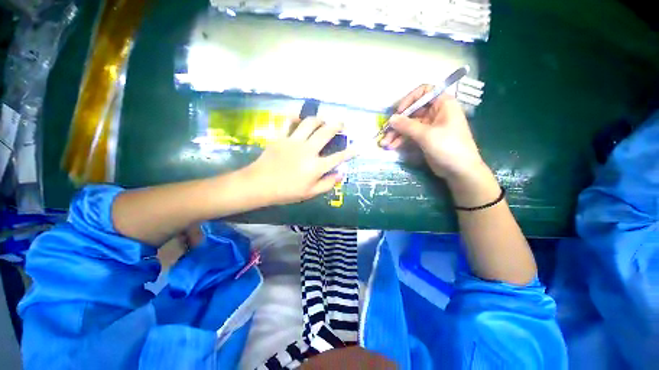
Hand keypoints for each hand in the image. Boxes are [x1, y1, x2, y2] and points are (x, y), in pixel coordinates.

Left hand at [244, 117, 354, 205]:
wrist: (260, 185)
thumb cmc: (286, 192)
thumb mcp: (309, 193)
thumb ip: (327, 184)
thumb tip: (340, 174)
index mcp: (316, 166)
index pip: (338, 157)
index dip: (350, 152)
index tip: (358, 147)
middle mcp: (308, 150)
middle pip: (326, 133)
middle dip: (337, 126)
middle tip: (341, 123)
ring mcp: (294, 142)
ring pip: (309, 123)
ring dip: (319, 119)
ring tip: (323, 120)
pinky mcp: (281, 137)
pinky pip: (288, 122)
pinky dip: (294, 117)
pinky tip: (298, 117)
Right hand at [379, 86, 484, 180]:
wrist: (460, 171)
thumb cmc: (448, 147)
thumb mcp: (427, 135)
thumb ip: (407, 125)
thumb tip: (391, 118)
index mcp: (443, 104)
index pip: (424, 92)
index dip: (409, 100)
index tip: (398, 112)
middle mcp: (436, 112)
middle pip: (412, 111)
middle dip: (398, 123)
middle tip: (385, 132)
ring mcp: (430, 126)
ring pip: (409, 125)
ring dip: (396, 134)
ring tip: (385, 143)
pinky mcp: (425, 138)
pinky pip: (410, 135)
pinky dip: (401, 140)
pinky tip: (392, 147)